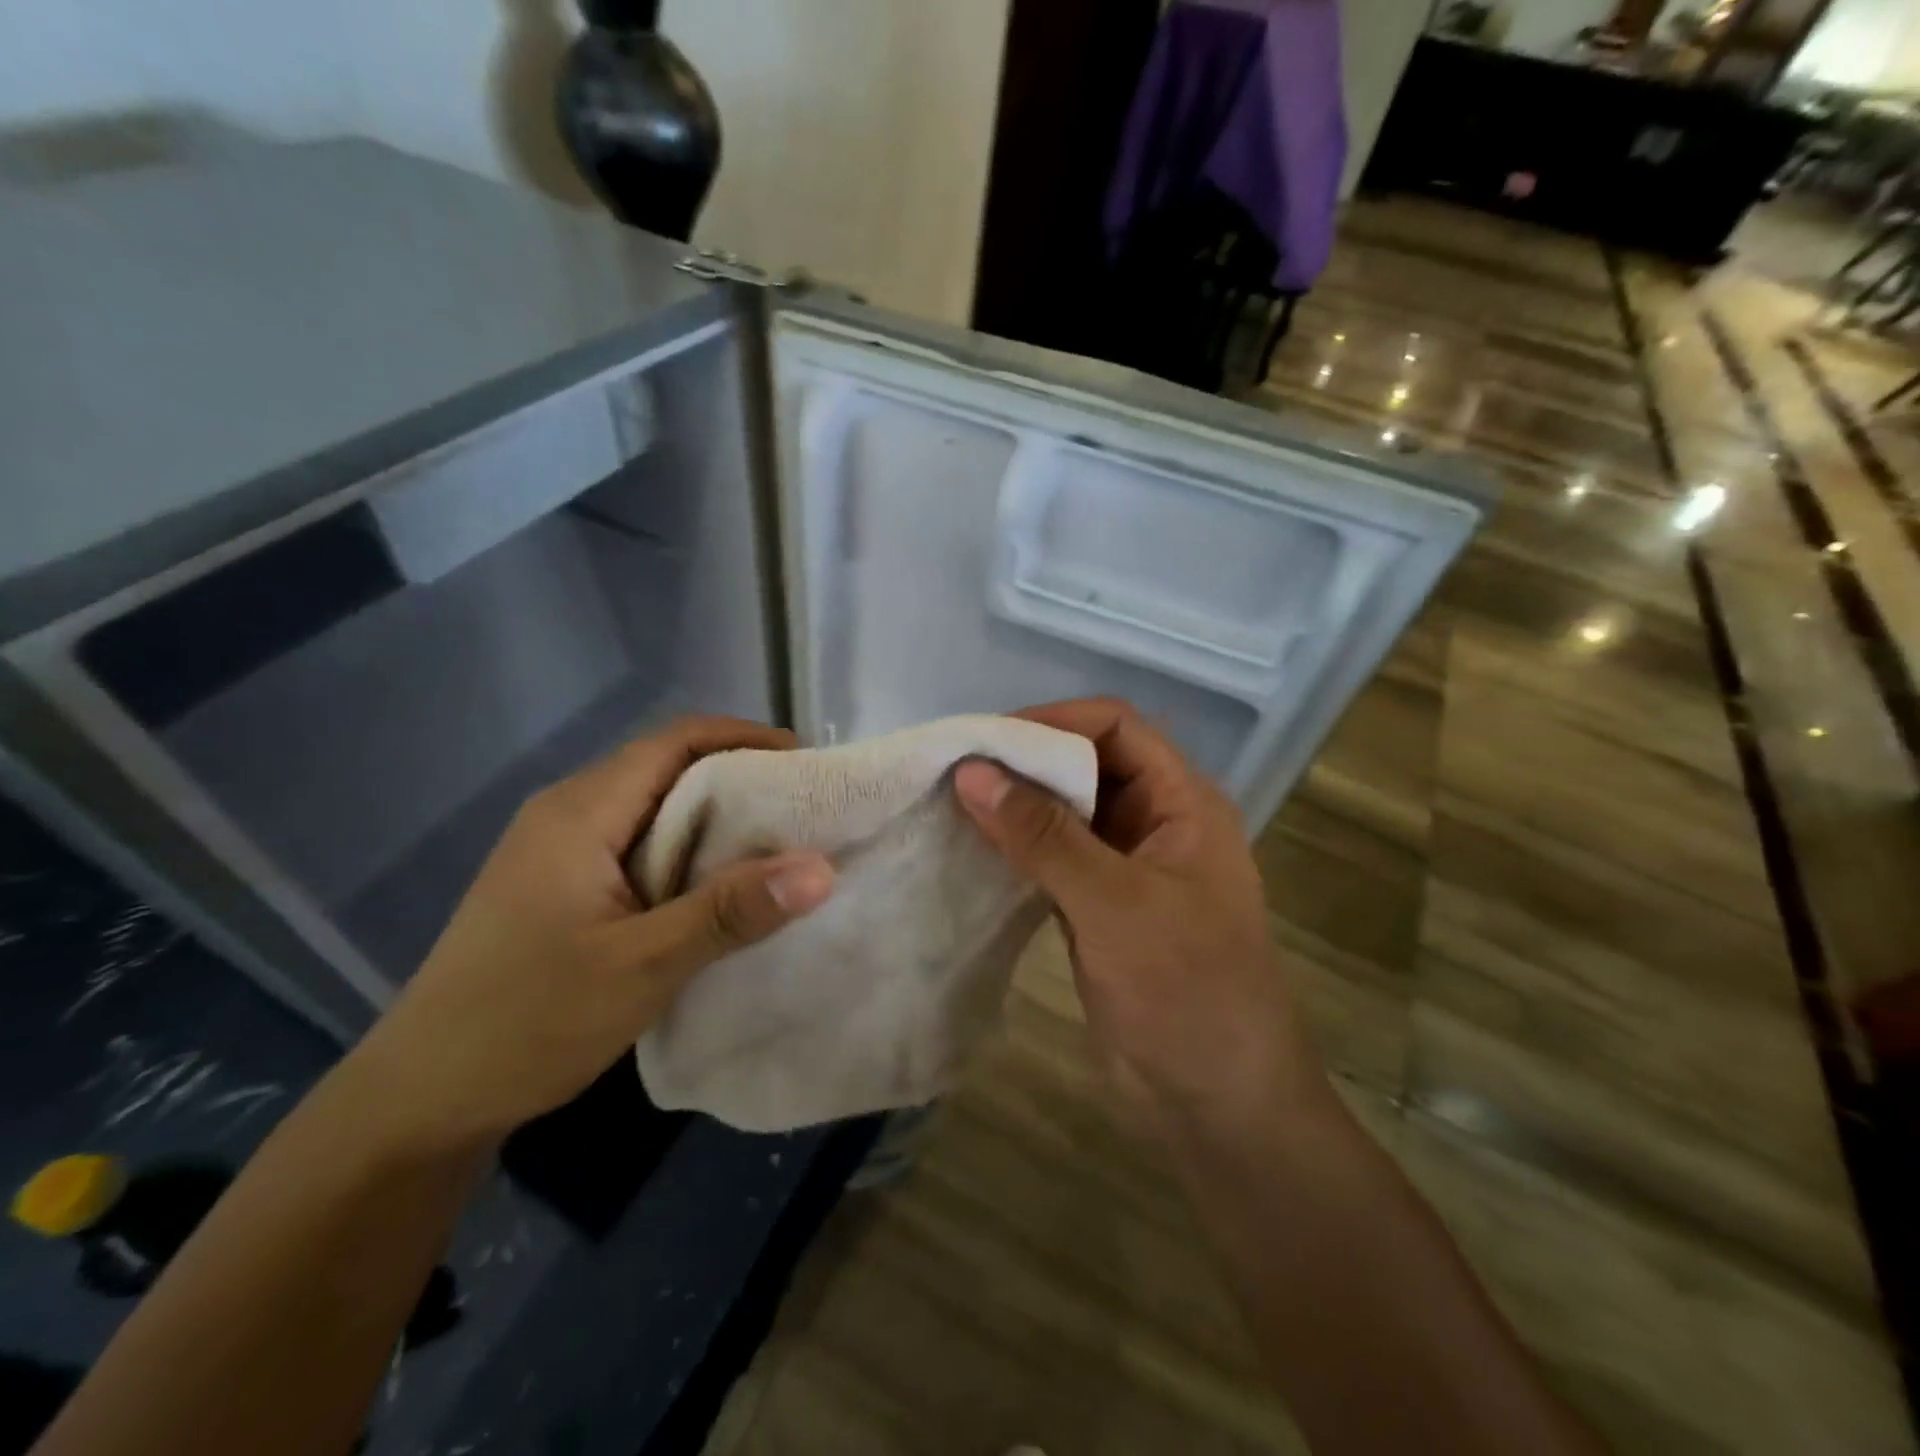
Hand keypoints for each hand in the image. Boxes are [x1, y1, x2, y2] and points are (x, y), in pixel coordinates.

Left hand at [350, 717, 835, 1150]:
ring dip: (716, 820)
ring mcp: (559, 853)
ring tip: (779, 846)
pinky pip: (638, 846)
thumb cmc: (527, 1022)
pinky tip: (720, 889)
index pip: (675, 741)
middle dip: (740, 779)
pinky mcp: (560, 888)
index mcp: (580, 812)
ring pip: (654, 810)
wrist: (419, 1101)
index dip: (745, 739)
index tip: (806, 764)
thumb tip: (822, 869)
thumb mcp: (642, 966)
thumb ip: (730, 912)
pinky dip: (688, 854)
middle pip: (666, 768)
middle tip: (805, 810)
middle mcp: (567, 815)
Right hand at [953, 699, 1322, 1131]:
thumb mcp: (1115, 904)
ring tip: (953, 806)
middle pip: (1087, 765)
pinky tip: (974, 851)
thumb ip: (1043, 836)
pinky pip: (1055, 860)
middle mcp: (1156, 823)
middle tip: (956, 773)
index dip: (1055, 722)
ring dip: (1017, 808)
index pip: (1116, 727)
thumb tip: (972, 772)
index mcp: (1183, 803)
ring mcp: (1127, 868)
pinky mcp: (1100, 908)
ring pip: (1066, 814)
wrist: (1217, 1104)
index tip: (988, 741)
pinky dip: (1018, 850)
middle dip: (1027, 764)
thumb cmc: (1186, 991)